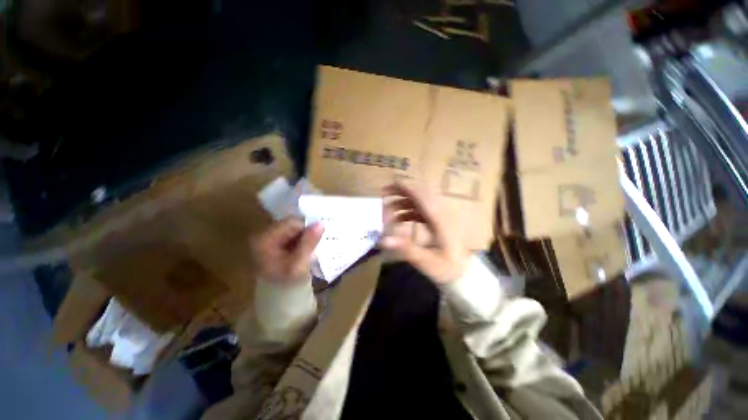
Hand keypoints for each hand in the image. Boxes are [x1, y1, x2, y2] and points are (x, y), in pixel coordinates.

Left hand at [250, 219, 323, 285]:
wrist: (278, 297)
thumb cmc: (287, 283)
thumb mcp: (299, 264)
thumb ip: (309, 242)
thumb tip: (320, 223)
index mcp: (264, 239)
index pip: (292, 223)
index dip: (307, 229)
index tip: (315, 240)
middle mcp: (263, 234)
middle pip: (291, 223)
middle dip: (305, 232)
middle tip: (312, 246)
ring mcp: (268, 237)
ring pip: (293, 227)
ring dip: (304, 236)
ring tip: (308, 249)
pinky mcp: (274, 240)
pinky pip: (291, 232)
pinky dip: (300, 238)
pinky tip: (303, 249)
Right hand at [382, 183, 470, 284]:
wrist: (462, 271)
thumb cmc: (446, 267)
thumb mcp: (427, 261)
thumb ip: (407, 249)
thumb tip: (385, 240)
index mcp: (439, 219)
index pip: (421, 196)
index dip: (405, 188)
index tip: (388, 187)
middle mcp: (439, 213)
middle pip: (420, 194)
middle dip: (401, 192)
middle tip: (384, 194)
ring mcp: (439, 216)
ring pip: (419, 201)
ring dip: (403, 202)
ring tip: (387, 210)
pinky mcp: (437, 221)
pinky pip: (420, 210)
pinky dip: (408, 211)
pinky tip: (398, 220)